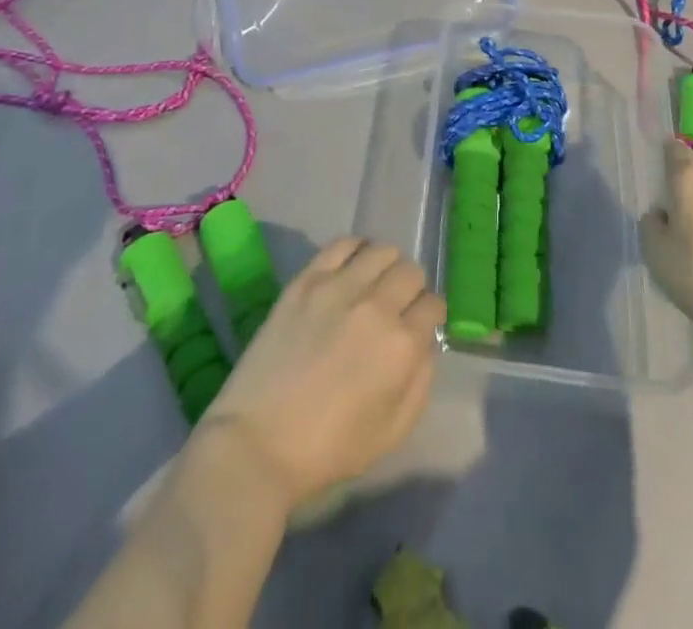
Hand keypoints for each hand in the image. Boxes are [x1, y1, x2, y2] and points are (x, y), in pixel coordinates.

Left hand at [197, 237, 445, 510]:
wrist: (259, 442)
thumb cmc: (329, 449)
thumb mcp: (392, 432)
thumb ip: (421, 381)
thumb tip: (426, 343)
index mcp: (402, 345)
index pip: (433, 305)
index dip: (430, 317)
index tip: (419, 327)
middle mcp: (377, 306)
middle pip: (411, 272)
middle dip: (411, 290)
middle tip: (397, 308)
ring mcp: (339, 287)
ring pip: (382, 250)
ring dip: (387, 267)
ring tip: (374, 285)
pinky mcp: (307, 279)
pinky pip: (343, 244)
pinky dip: (356, 249)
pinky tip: (352, 266)